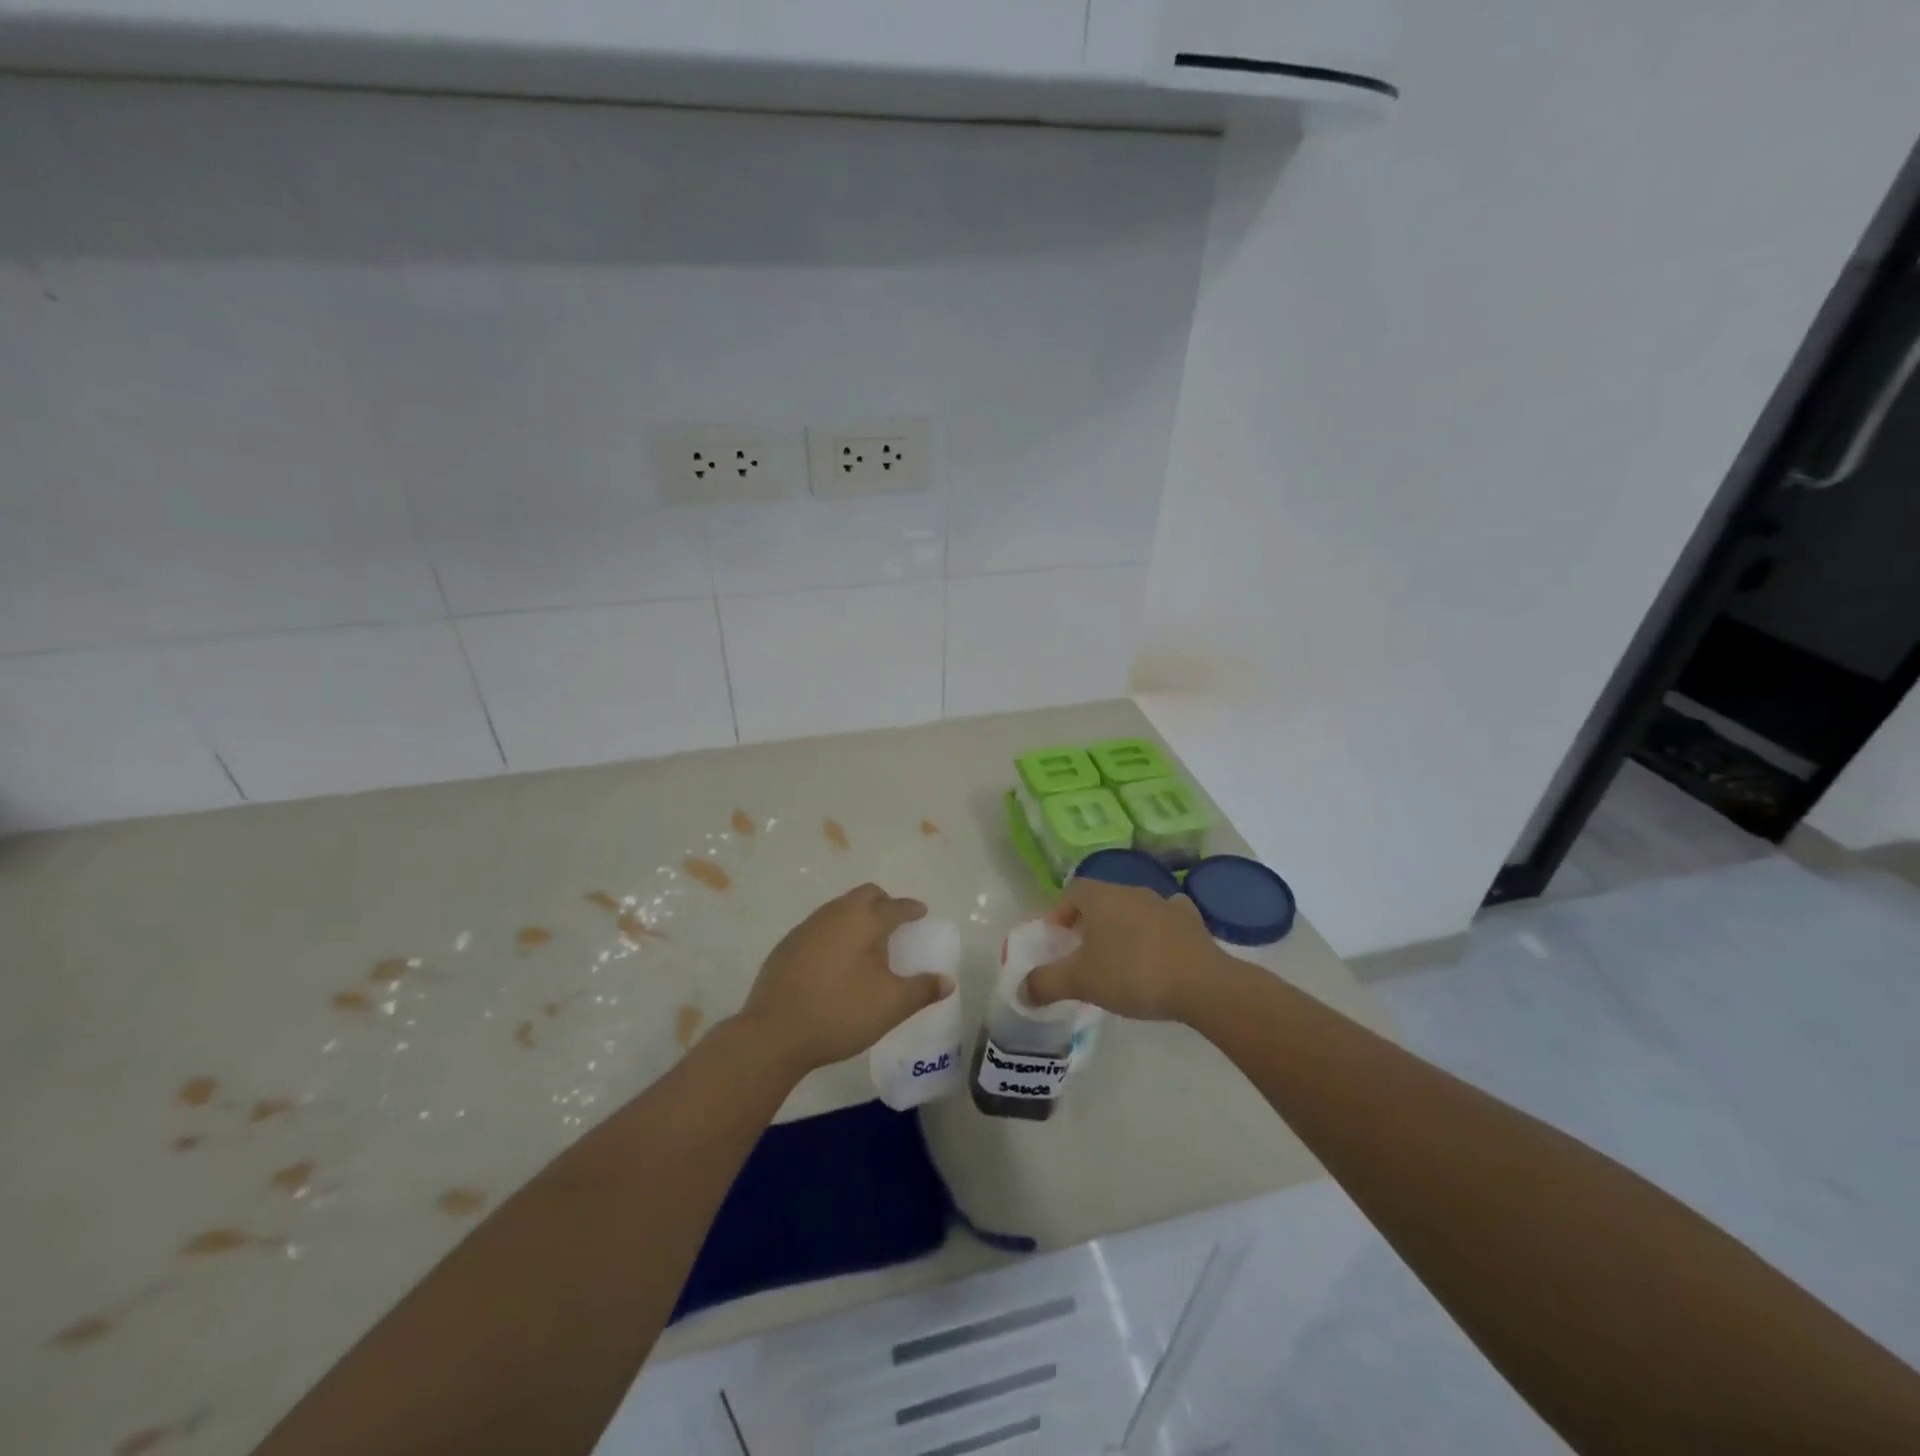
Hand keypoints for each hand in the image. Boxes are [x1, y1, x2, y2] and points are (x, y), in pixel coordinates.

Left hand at [737, 884, 949, 1073]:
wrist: (774, 1032)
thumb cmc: (841, 1012)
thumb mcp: (891, 1005)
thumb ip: (922, 990)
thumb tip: (947, 980)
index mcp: (864, 920)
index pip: (895, 906)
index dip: (911, 909)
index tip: (921, 913)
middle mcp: (835, 914)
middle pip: (865, 895)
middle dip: (884, 903)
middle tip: (895, 923)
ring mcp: (807, 927)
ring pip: (839, 908)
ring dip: (857, 916)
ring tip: (867, 942)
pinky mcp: (786, 946)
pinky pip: (820, 927)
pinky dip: (835, 933)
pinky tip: (836, 960)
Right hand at [1025, 878, 1226, 1022]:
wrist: (1201, 984)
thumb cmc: (1132, 973)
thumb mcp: (1080, 982)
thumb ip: (1046, 983)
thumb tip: (1021, 990)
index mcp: (1101, 897)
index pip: (1072, 891)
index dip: (1060, 912)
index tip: (1058, 940)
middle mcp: (1131, 891)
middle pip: (1102, 900)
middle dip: (1089, 923)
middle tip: (1084, 955)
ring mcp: (1164, 904)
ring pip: (1134, 909)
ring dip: (1123, 928)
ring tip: (1120, 960)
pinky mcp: (1192, 922)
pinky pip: (1167, 920)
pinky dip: (1158, 932)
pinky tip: (1159, 952)